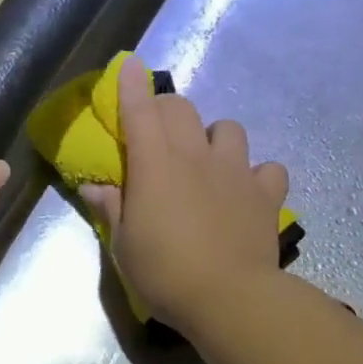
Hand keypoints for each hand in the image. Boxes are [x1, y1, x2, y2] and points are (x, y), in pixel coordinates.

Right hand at [81, 55, 288, 334]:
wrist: (230, 299)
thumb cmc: (165, 274)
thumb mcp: (124, 246)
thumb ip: (111, 209)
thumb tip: (93, 187)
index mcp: (155, 165)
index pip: (140, 112)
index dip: (132, 85)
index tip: (131, 63)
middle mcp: (196, 157)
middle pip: (182, 110)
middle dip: (167, 109)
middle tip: (159, 132)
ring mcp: (235, 172)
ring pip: (229, 128)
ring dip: (215, 137)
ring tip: (209, 160)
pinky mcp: (265, 194)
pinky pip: (269, 168)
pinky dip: (259, 174)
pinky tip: (248, 191)